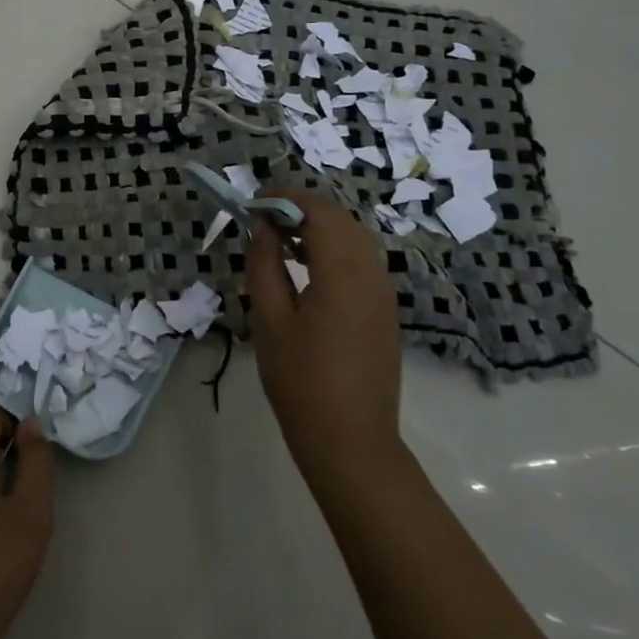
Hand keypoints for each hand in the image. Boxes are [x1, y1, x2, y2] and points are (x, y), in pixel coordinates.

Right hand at [247, 189, 407, 493]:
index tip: (254, 201)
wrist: (350, 440)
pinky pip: (361, 261)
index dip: (286, 198)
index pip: (318, 212)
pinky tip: (306, 267)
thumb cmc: (300, 381)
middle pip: (340, 219)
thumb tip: (264, 227)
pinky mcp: (384, 310)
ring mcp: (383, 292)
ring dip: (319, 228)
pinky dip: (333, 249)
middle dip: (302, 208)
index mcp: (343, 272)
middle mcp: (371, 273)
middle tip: (263, 218)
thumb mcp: (269, 320)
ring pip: (354, 238)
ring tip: (280, 239)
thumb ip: (265, 265)